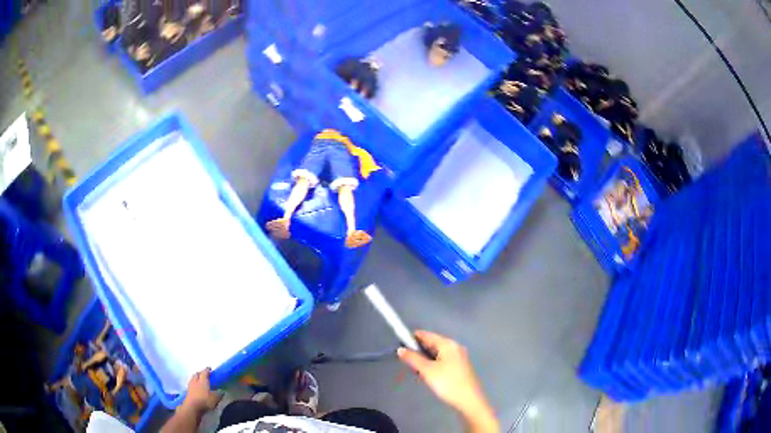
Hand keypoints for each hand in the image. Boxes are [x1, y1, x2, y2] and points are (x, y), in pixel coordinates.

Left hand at [181, 368, 221, 414]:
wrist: (192, 407)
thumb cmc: (205, 401)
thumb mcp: (215, 399)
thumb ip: (219, 394)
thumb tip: (221, 391)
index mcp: (203, 380)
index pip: (204, 372)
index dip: (207, 370)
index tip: (210, 369)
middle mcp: (195, 381)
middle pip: (197, 374)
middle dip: (201, 373)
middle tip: (205, 374)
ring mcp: (190, 385)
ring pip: (193, 378)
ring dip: (196, 378)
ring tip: (200, 380)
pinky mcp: (187, 391)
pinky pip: (191, 384)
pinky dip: (194, 383)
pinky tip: (196, 387)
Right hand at [397, 331, 497, 431]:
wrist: (468, 399)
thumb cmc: (447, 382)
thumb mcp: (427, 370)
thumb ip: (413, 359)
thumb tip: (400, 349)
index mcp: (448, 344)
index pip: (427, 335)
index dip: (413, 338)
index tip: (400, 343)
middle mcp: (455, 347)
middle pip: (433, 343)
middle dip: (419, 350)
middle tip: (407, 359)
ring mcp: (459, 357)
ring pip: (438, 353)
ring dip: (426, 358)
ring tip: (416, 369)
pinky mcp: (460, 367)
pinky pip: (443, 360)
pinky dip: (434, 363)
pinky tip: (428, 374)